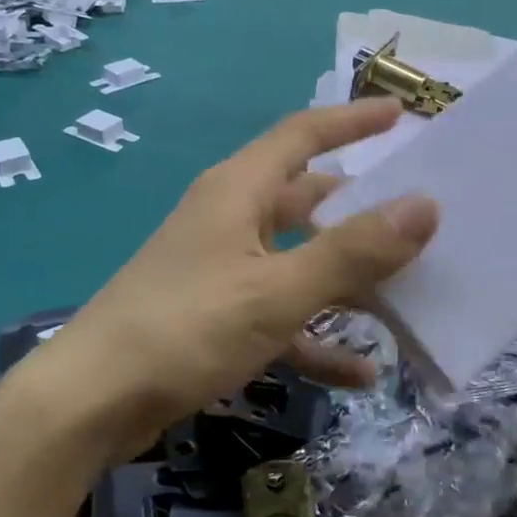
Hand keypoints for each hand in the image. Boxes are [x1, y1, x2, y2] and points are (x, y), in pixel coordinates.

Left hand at [31, 100, 437, 462]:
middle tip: (419, 219)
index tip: (401, 114)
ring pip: (301, 263)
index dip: (352, 120)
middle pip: (309, 201)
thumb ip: (352, 251)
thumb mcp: (277, 290)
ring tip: (407, 298)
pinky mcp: (218, 318)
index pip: (303, 134)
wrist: (91, 402)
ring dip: (348, 283)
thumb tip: (425, 205)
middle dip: (362, 211)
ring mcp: (224, 270)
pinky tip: (360, 374)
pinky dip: (318, 339)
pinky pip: (282, 317)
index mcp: (239, 192)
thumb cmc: (185, 328)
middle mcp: (232, 220)